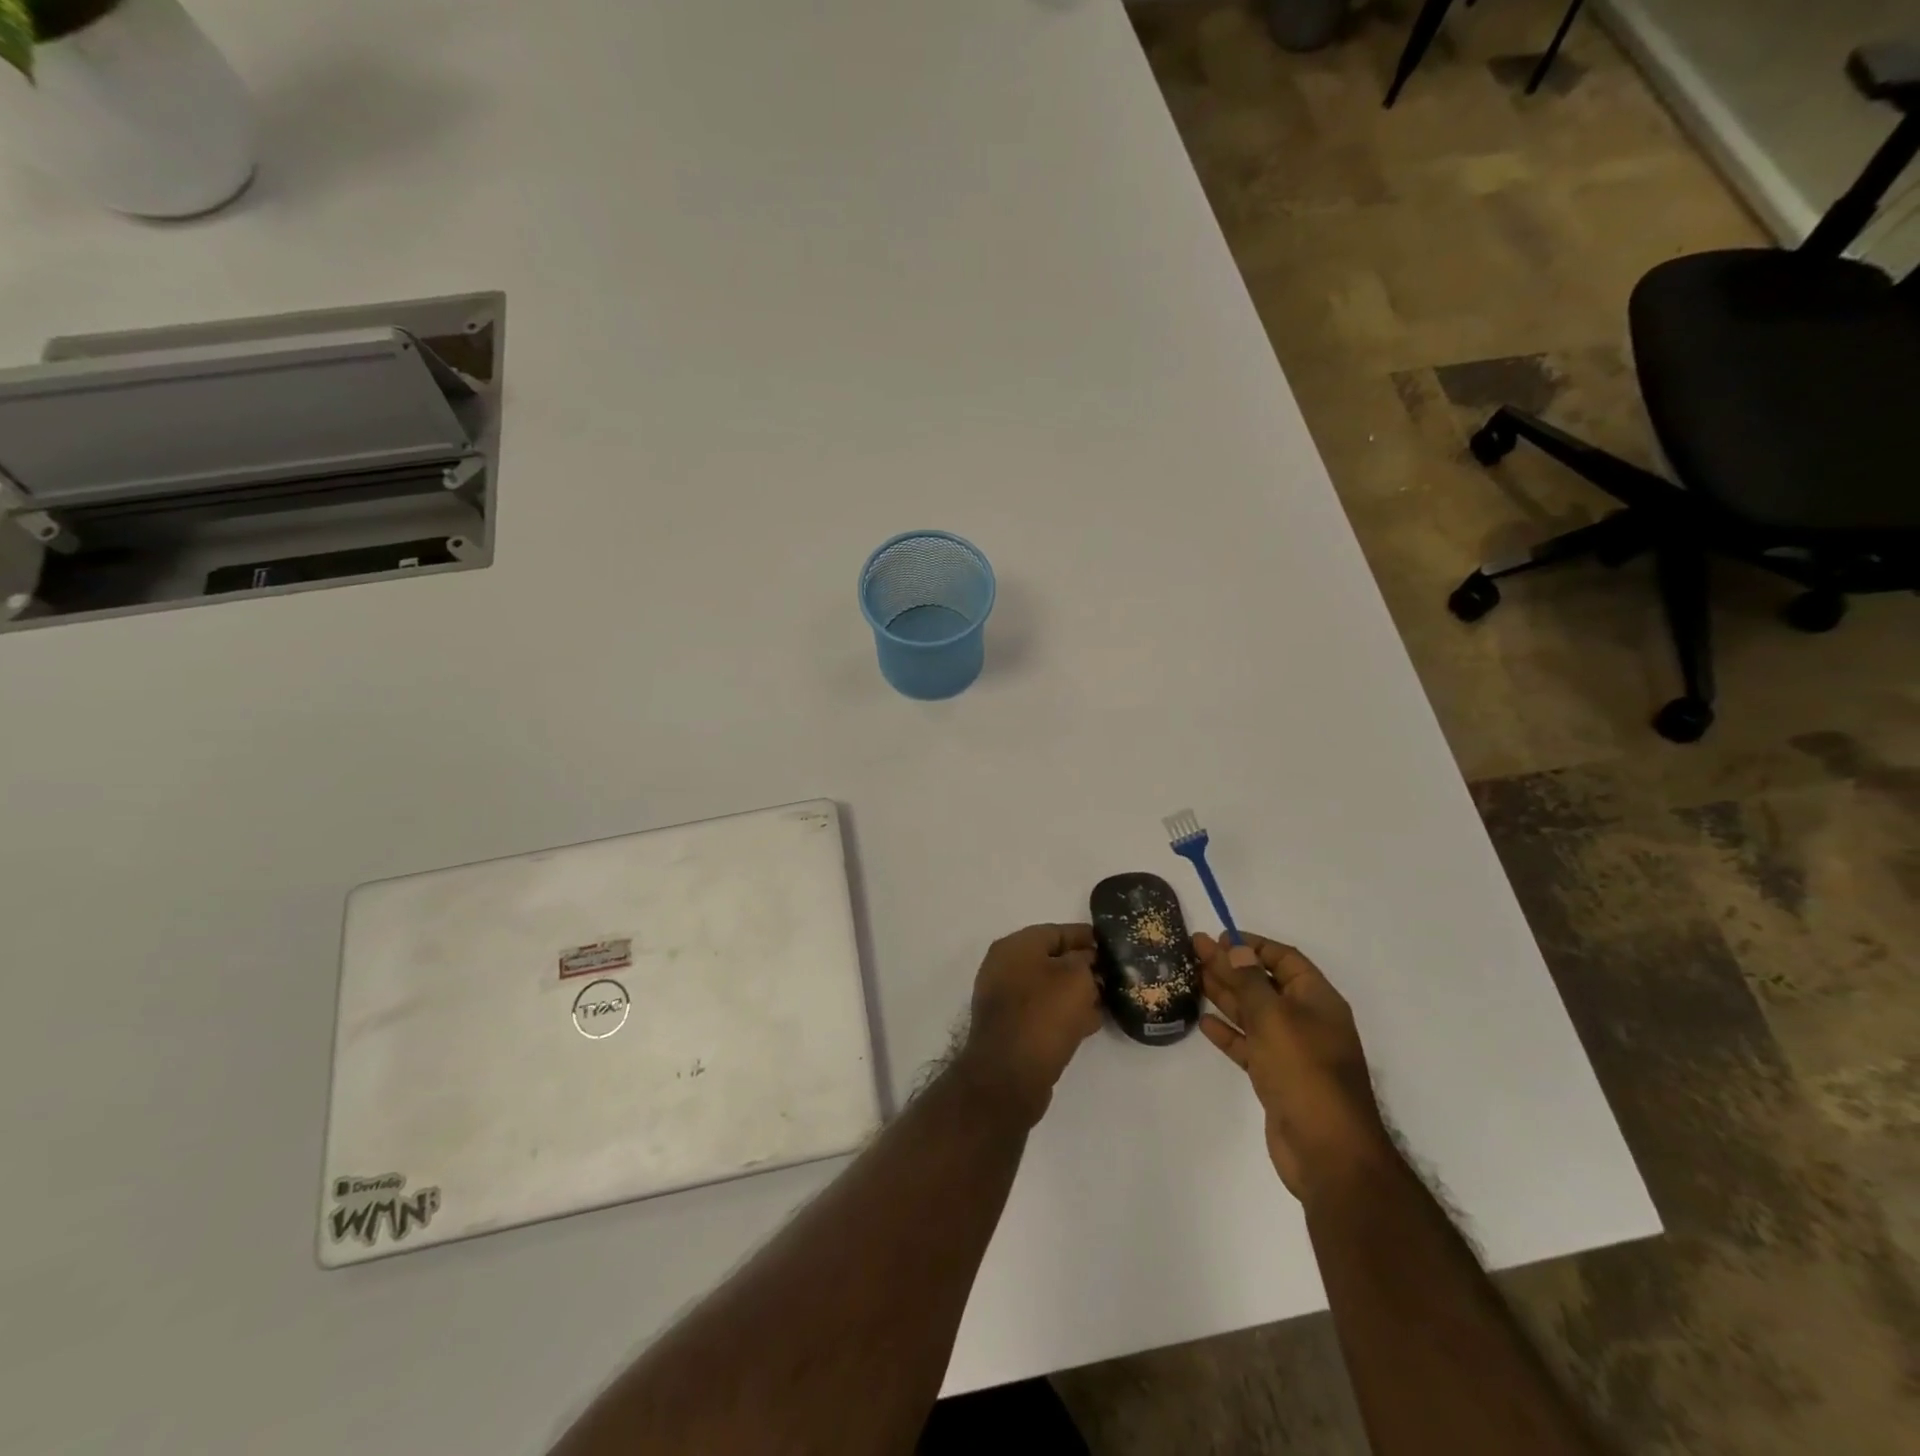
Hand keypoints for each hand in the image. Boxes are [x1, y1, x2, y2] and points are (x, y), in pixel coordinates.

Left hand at [957, 923, 1103, 1126]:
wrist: (1008, 1076)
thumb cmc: (1044, 1015)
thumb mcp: (1075, 977)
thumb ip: (1085, 961)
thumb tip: (1086, 961)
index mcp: (1015, 947)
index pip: (1056, 931)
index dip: (1086, 937)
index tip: (1112, 945)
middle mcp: (1005, 968)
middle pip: (1052, 959)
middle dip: (1083, 966)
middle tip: (1114, 975)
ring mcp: (1005, 999)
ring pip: (1049, 988)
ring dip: (1077, 992)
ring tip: (1108, 999)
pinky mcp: (1012, 1028)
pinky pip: (1044, 1012)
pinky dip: (1066, 1013)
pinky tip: (1091, 1021)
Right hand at [1195, 932, 1389, 1202]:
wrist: (1328, 1151)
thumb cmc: (1304, 1071)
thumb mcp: (1274, 1016)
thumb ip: (1250, 981)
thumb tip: (1234, 947)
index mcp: (1317, 1000)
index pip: (1284, 959)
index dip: (1252, 945)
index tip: (1218, 938)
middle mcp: (1307, 1020)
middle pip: (1264, 983)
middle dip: (1231, 966)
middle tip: (1193, 950)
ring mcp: (1292, 1051)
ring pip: (1254, 1014)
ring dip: (1225, 995)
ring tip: (1192, 977)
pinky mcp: (1277, 1077)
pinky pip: (1249, 1045)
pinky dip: (1228, 1032)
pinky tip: (1203, 1022)